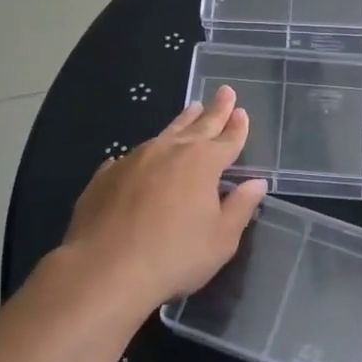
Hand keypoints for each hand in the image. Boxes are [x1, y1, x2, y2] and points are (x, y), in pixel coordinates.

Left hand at [56, 85, 268, 309]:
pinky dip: (143, 154)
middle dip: (214, 110)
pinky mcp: (106, 176)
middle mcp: (169, 151)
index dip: (237, 127)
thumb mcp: (221, 240)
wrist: (105, 269)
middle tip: (224, 92)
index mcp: (203, 163)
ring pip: (164, 134)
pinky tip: (140, 157)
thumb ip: (240, 208)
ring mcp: (134, 159)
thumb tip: (256, 184)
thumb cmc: (174, 256)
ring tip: (191, 110)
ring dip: (181, 122)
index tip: (242, 112)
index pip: (227, 139)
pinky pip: (131, 157)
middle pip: (198, 125)